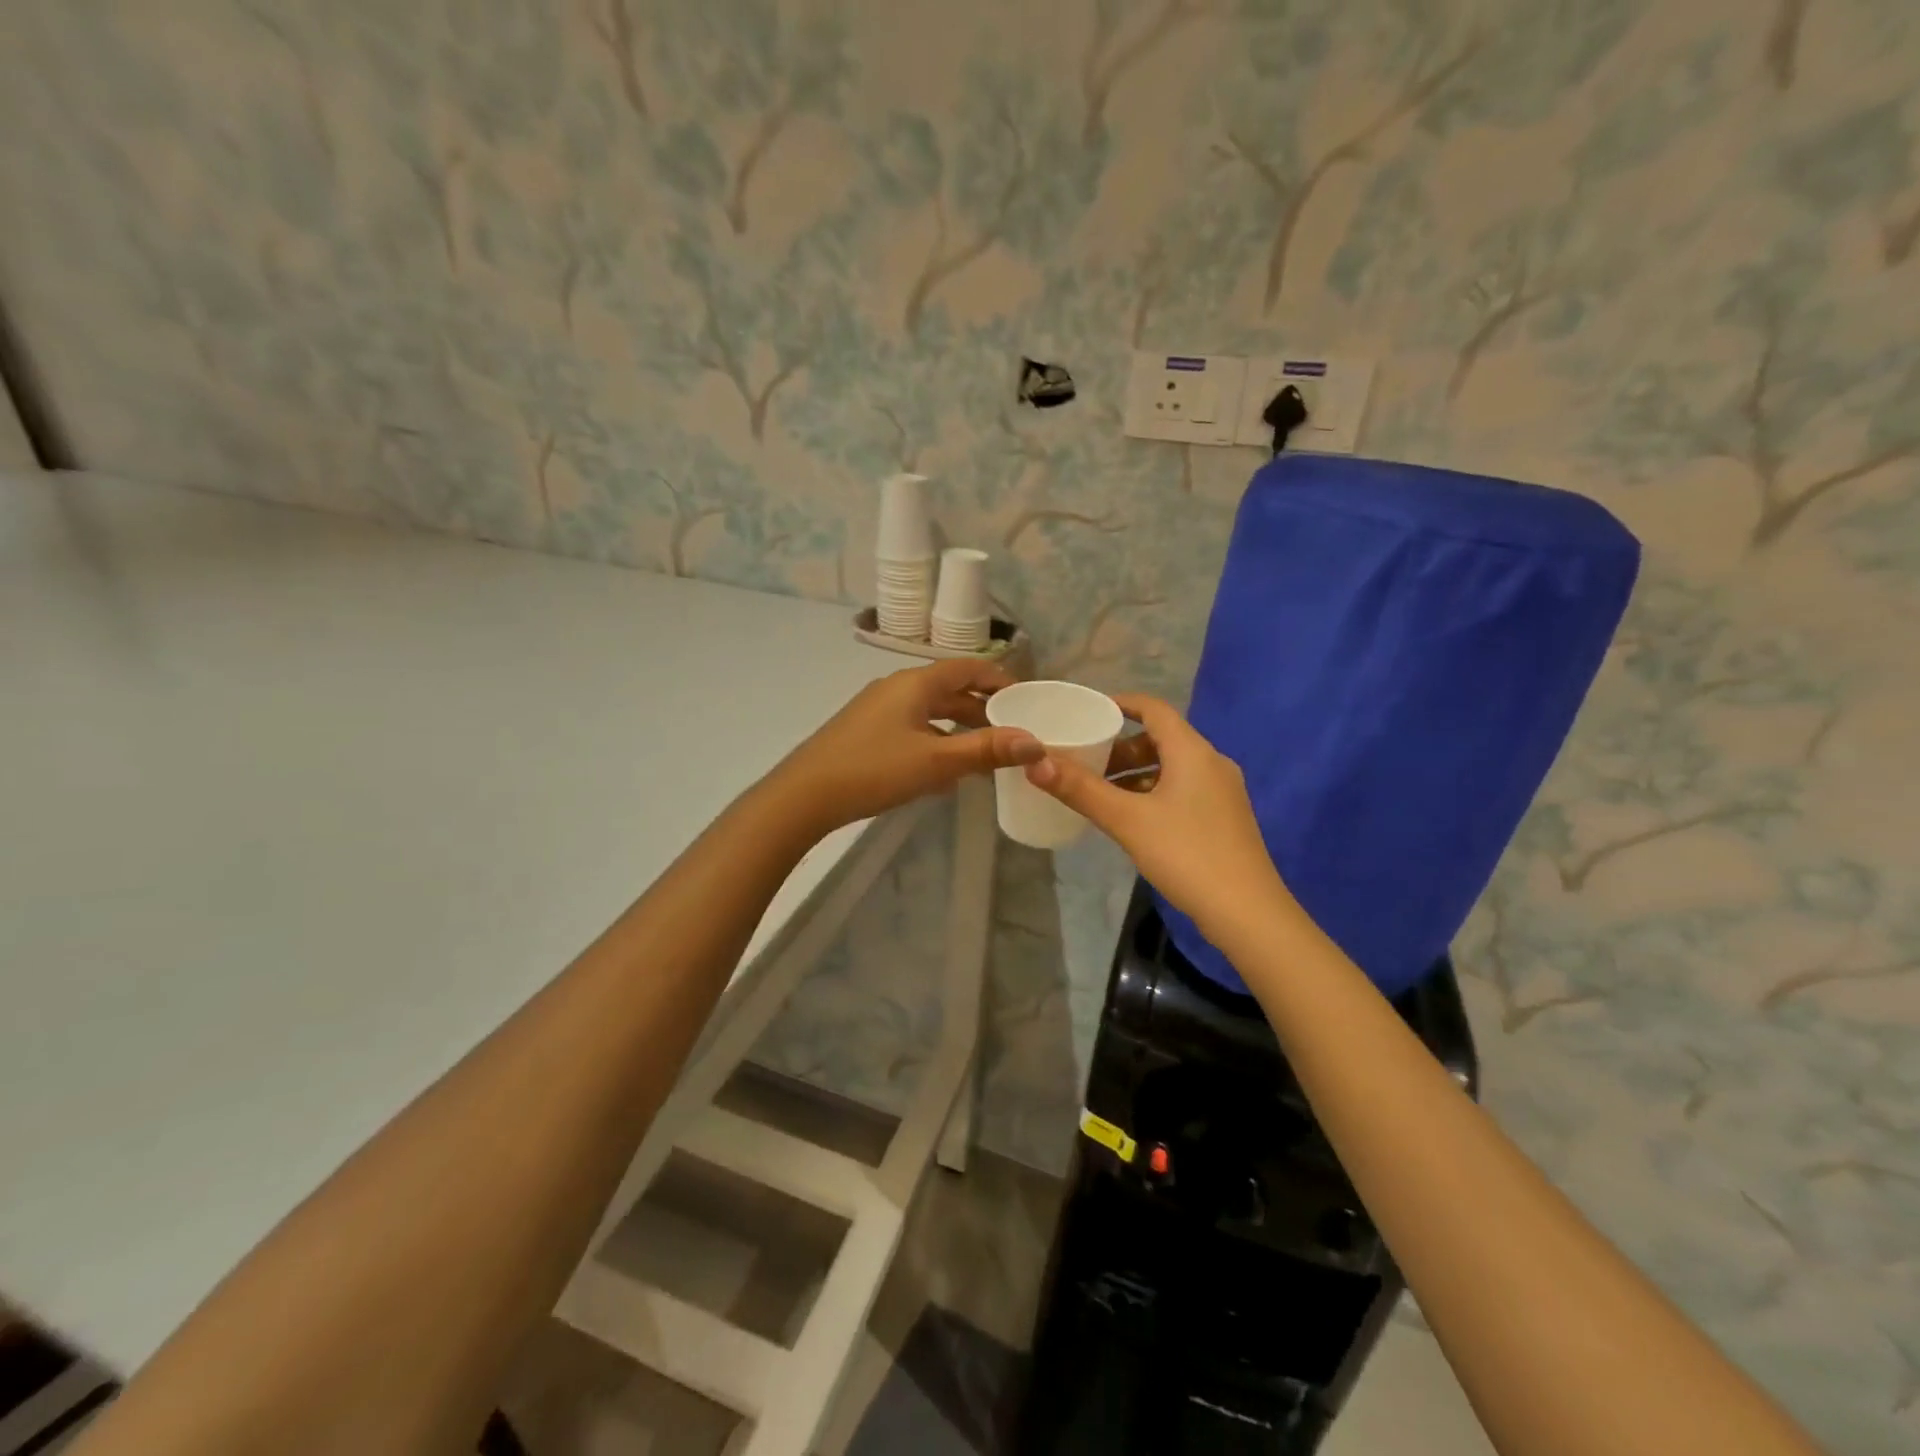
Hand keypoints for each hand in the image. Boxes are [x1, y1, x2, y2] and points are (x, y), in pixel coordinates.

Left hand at [773, 659, 1043, 834]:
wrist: (804, 795)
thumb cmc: (874, 769)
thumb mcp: (936, 761)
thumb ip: (986, 750)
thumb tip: (1036, 743)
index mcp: (915, 684)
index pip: (968, 668)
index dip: (999, 679)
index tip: (1026, 698)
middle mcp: (897, 689)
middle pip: (950, 690)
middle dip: (982, 709)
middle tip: (1013, 732)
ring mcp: (878, 711)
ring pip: (931, 713)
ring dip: (959, 729)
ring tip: (987, 755)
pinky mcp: (867, 733)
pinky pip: (913, 729)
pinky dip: (936, 743)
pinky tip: (946, 773)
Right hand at [1026, 696, 1294, 942]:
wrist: (1247, 913)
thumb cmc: (1186, 855)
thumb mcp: (1127, 820)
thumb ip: (1080, 789)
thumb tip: (1034, 762)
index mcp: (1192, 752)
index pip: (1153, 709)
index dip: (1120, 704)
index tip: (1086, 712)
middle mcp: (1212, 763)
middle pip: (1161, 739)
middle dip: (1121, 747)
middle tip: (1085, 763)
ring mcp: (1222, 792)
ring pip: (1171, 767)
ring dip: (1135, 773)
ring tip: (1100, 793)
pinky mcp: (1224, 818)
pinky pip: (1182, 789)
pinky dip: (1153, 792)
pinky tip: (1132, 819)